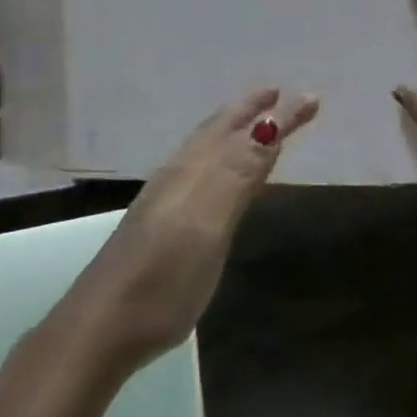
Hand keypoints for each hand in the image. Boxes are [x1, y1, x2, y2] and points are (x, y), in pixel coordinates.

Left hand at [57, 87, 319, 372]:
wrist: (104, 323)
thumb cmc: (165, 276)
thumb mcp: (209, 223)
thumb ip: (238, 172)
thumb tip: (271, 122)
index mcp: (195, 170)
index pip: (244, 130)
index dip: (278, 114)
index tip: (312, 97)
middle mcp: (179, 173)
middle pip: (220, 130)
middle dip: (251, 109)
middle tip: (280, 94)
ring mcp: (165, 197)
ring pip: (205, 147)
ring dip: (233, 128)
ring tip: (254, 121)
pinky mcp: (159, 222)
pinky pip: (198, 169)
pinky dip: (219, 156)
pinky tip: (218, 173)